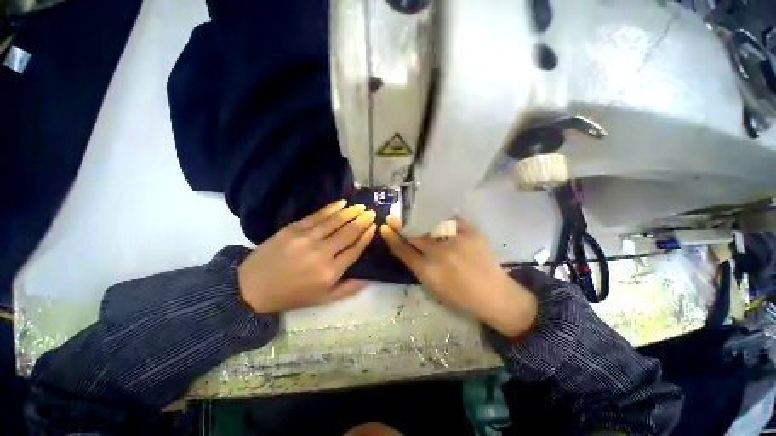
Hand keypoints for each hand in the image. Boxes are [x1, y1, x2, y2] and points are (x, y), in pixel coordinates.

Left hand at [238, 200, 376, 313]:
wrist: (252, 287)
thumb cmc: (292, 295)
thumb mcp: (323, 299)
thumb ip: (348, 288)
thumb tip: (369, 277)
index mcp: (330, 272)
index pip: (355, 250)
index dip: (366, 237)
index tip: (374, 227)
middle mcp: (321, 253)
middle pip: (348, 233)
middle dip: (363, 221)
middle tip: (372, 213)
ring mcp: (306, 238)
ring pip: (335, 221)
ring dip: (351, 212)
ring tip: (361, 206)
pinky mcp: (293, 229)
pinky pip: (317, 215)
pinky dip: (331, 208)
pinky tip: (342, 203)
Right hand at [381, 216, 537, 337]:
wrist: (494, 295)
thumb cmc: (460, 297)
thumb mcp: (432, 286)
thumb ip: (417, 266)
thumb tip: (406, 248)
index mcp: (427, 271)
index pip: (403, 250)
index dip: (392, 237)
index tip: (385, 227)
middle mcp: (439, 253)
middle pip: (414, 234)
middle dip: (402, 225)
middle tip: (395, 218)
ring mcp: (456, 240)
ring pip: (430, 225)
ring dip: (422, 222)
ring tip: (418, 219)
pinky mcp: (471, 233)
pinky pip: (452, 221)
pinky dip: (446, 222)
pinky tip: (444, 223)